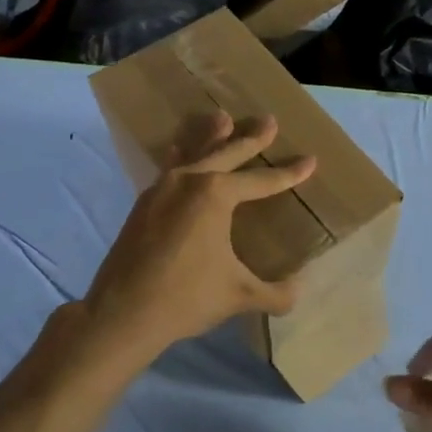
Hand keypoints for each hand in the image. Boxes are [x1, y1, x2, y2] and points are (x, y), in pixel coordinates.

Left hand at [81, 112, 315, 366]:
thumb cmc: (186, 298)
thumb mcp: (240, 296)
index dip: (289, 174)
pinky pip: (168, 168)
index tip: (310, 160)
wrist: (121, 313)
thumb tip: (298, 292)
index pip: (262, 181)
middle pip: (227, 152)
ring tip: (220, 118)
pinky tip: (177, 152)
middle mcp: (188, 181)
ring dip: (209, 136)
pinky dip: (181, 156)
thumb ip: (275, 293)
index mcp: (216, 195)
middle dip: (251, 137)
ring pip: (192, 153)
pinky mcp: (143, 204)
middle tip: (268, 120)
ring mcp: (161, 189)